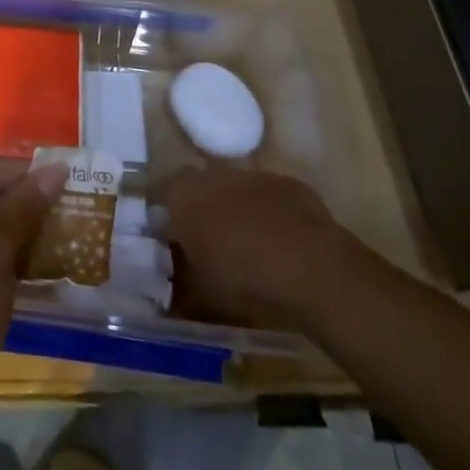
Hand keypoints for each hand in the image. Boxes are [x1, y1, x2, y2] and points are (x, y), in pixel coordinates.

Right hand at [159, 166, 352, 329]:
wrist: (311, 266)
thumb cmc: (244, 278)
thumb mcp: (203, 295)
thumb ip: (183, 287)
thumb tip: (172, 295)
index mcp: (182, 197)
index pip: (158, 195)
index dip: (163, 218)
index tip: (168, 241)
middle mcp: (211, 175)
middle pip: (197, 188)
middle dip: (200, 211)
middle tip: (207, 245)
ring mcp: (251, 175)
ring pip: (234, 190)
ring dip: (235, 211)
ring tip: (247, 246)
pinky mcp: (287, 183)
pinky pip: (269, 198)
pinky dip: (269, 214)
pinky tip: (282, 244)